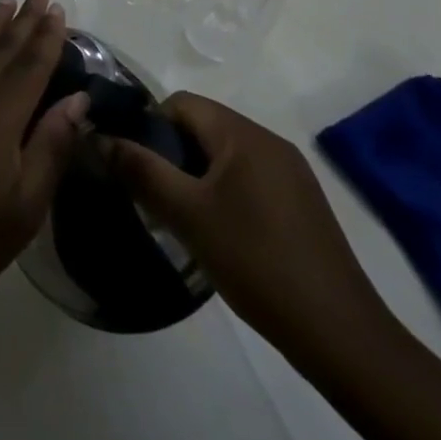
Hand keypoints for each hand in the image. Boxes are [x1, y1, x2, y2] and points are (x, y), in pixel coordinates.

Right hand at [100, 93, 393, 358]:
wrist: (341, 336)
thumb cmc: (256, 261)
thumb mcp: (186, 214)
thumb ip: (140, 169)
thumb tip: (100, 137)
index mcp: (244, 135)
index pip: (180, 103)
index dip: (149, 126)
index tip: (136, 167)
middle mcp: (270, 142)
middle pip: (202, 126)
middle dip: (170, 153)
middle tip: (153, 195)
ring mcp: (291, 174)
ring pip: (223, 155)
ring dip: (194, 175)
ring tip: (179, 217)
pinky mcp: (301, 204)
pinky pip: (246, 178)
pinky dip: (221, 192)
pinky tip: (217, 233)